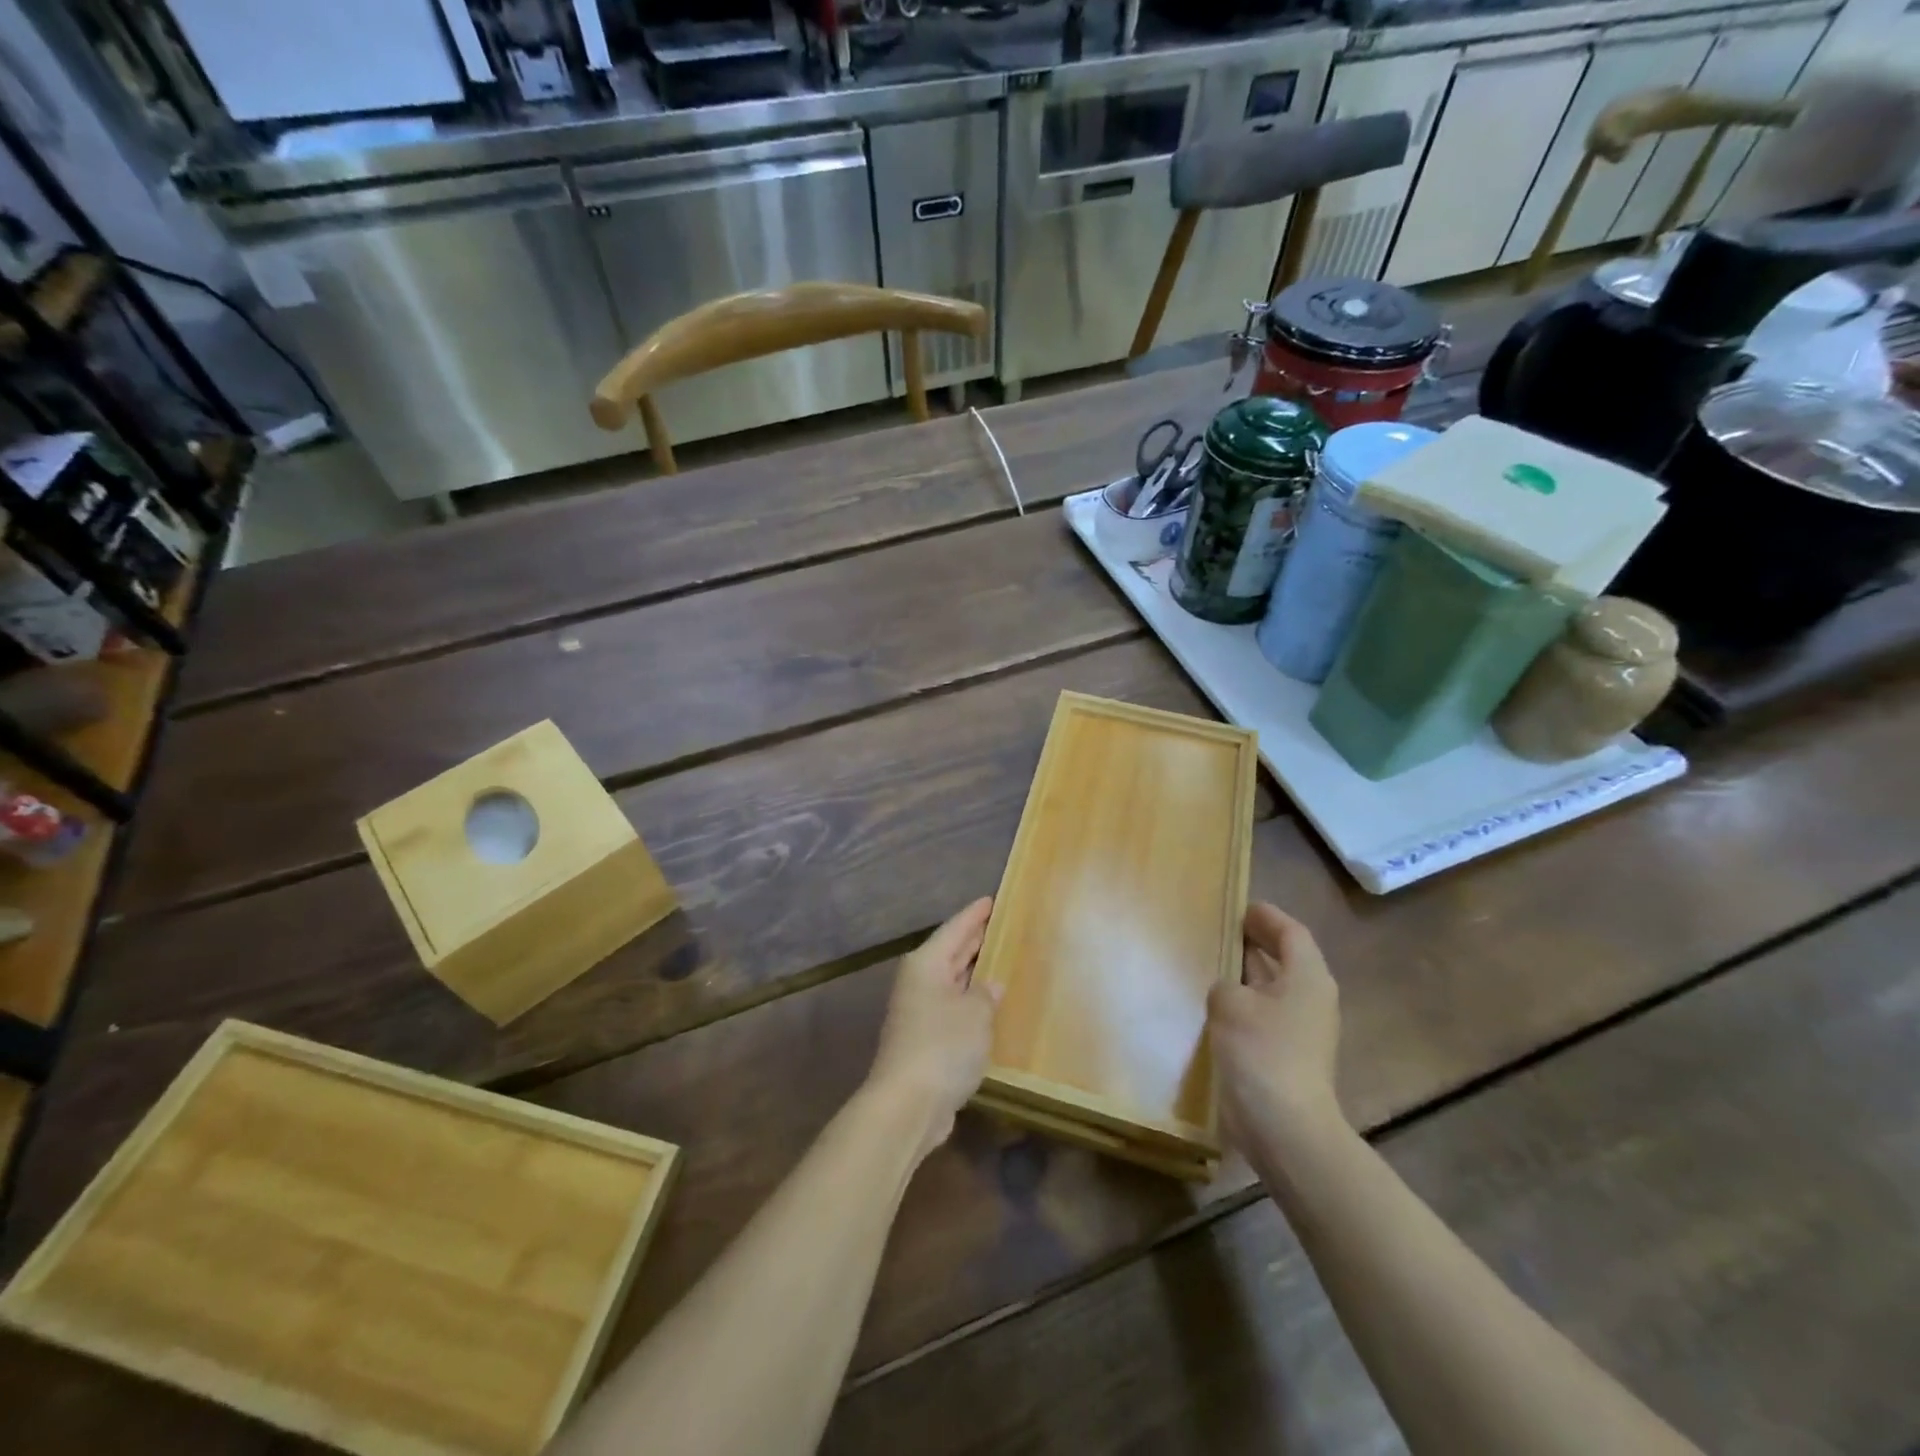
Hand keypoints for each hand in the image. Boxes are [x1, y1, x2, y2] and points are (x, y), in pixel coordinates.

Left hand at [866, 897, 997, 1158]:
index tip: (992, 899)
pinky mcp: (924, 1040)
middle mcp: (919, 982)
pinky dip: (969, 1003)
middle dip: (974, 940)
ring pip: (951, 981)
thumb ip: (985, 994)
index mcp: (927, 964)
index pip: (955, 929)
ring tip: (1001, 960)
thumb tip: (989, 986)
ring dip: (973, 973)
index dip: (975, 914)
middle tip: (1002, 926)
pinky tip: (989, 1006)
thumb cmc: (943, 1047)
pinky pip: (952, 1008)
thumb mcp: (975, 1014)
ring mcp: (919, 1012)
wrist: (907, 1104)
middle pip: (951, 952)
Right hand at [1208, 902, 1343, 1153]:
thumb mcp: (1230, 1003)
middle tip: (1221, 929)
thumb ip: (1225, 984)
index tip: (1240, 906)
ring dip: (1247, 974)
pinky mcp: (1288, 1056)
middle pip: (1286, 958)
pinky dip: (1244, 1003)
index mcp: (1307, 977)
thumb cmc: (1262, 1052)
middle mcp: (1311, 999)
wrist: (1285, 1128)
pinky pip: (1265, 1015)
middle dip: (1256, 942)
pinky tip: (1216, 1006)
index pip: (1291, 932)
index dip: (1266, 916)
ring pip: (1273, 988)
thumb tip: (1228, 991)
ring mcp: (1302, 1031)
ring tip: (1213, 962)